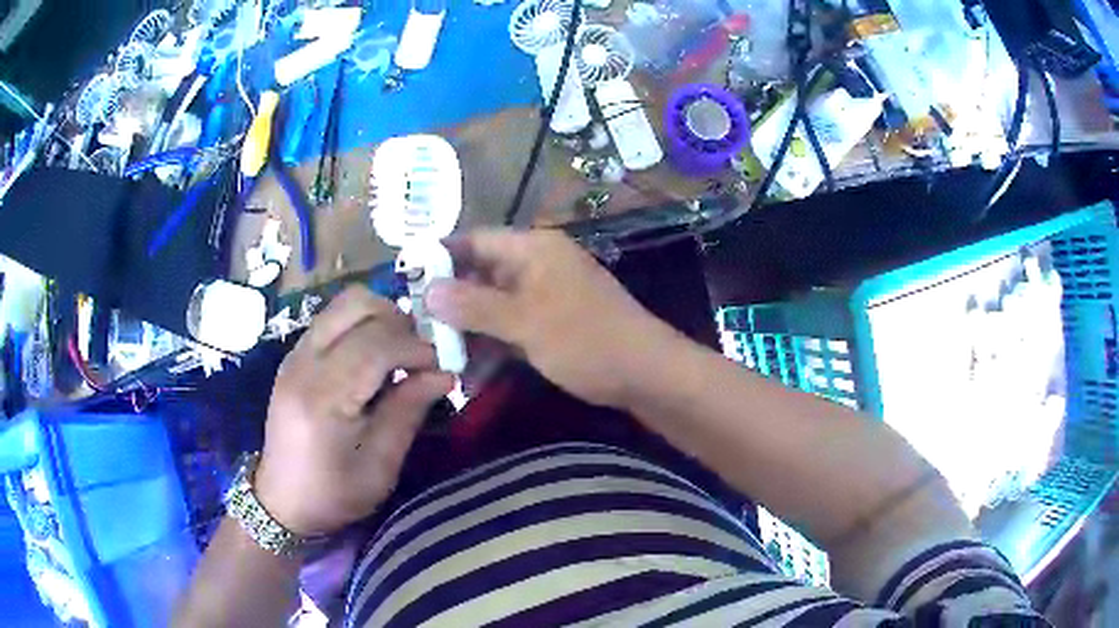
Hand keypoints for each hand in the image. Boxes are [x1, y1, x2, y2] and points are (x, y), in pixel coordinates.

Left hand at [254, 287, 453, 535]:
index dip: (416, 348)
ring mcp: (294, 354)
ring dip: (380, 317)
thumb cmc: (333, 494)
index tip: (440, 367)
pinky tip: (373, 358)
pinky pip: (333, 318)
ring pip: (344, 303)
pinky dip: (361, 325)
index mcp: (323, 398)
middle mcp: (304, 363)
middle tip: (418, 353)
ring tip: (398, 352)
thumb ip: (408, 412)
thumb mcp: (380, 467)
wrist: (282, 500)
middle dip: (399, 321)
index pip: (376, 344)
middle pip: (356, 304)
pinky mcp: (294, 355)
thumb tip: (445, 374)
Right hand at [426, 229, 676, 408]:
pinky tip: (466, 370)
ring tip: (434, 354)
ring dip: (466, 329)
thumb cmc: (586, 339)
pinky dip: (489, 345)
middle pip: (479, 275)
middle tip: (415, 326)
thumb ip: (474, 305)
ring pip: (491, 306)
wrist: (644, 373)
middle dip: (448, 301)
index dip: (439, 257)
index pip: (474, 240)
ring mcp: (542, 297)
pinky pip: (508, 328)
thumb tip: (426, 291)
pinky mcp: (548, 325)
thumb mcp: (526, 321)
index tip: (406, 279)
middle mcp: (535, 266)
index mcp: (532, 249)